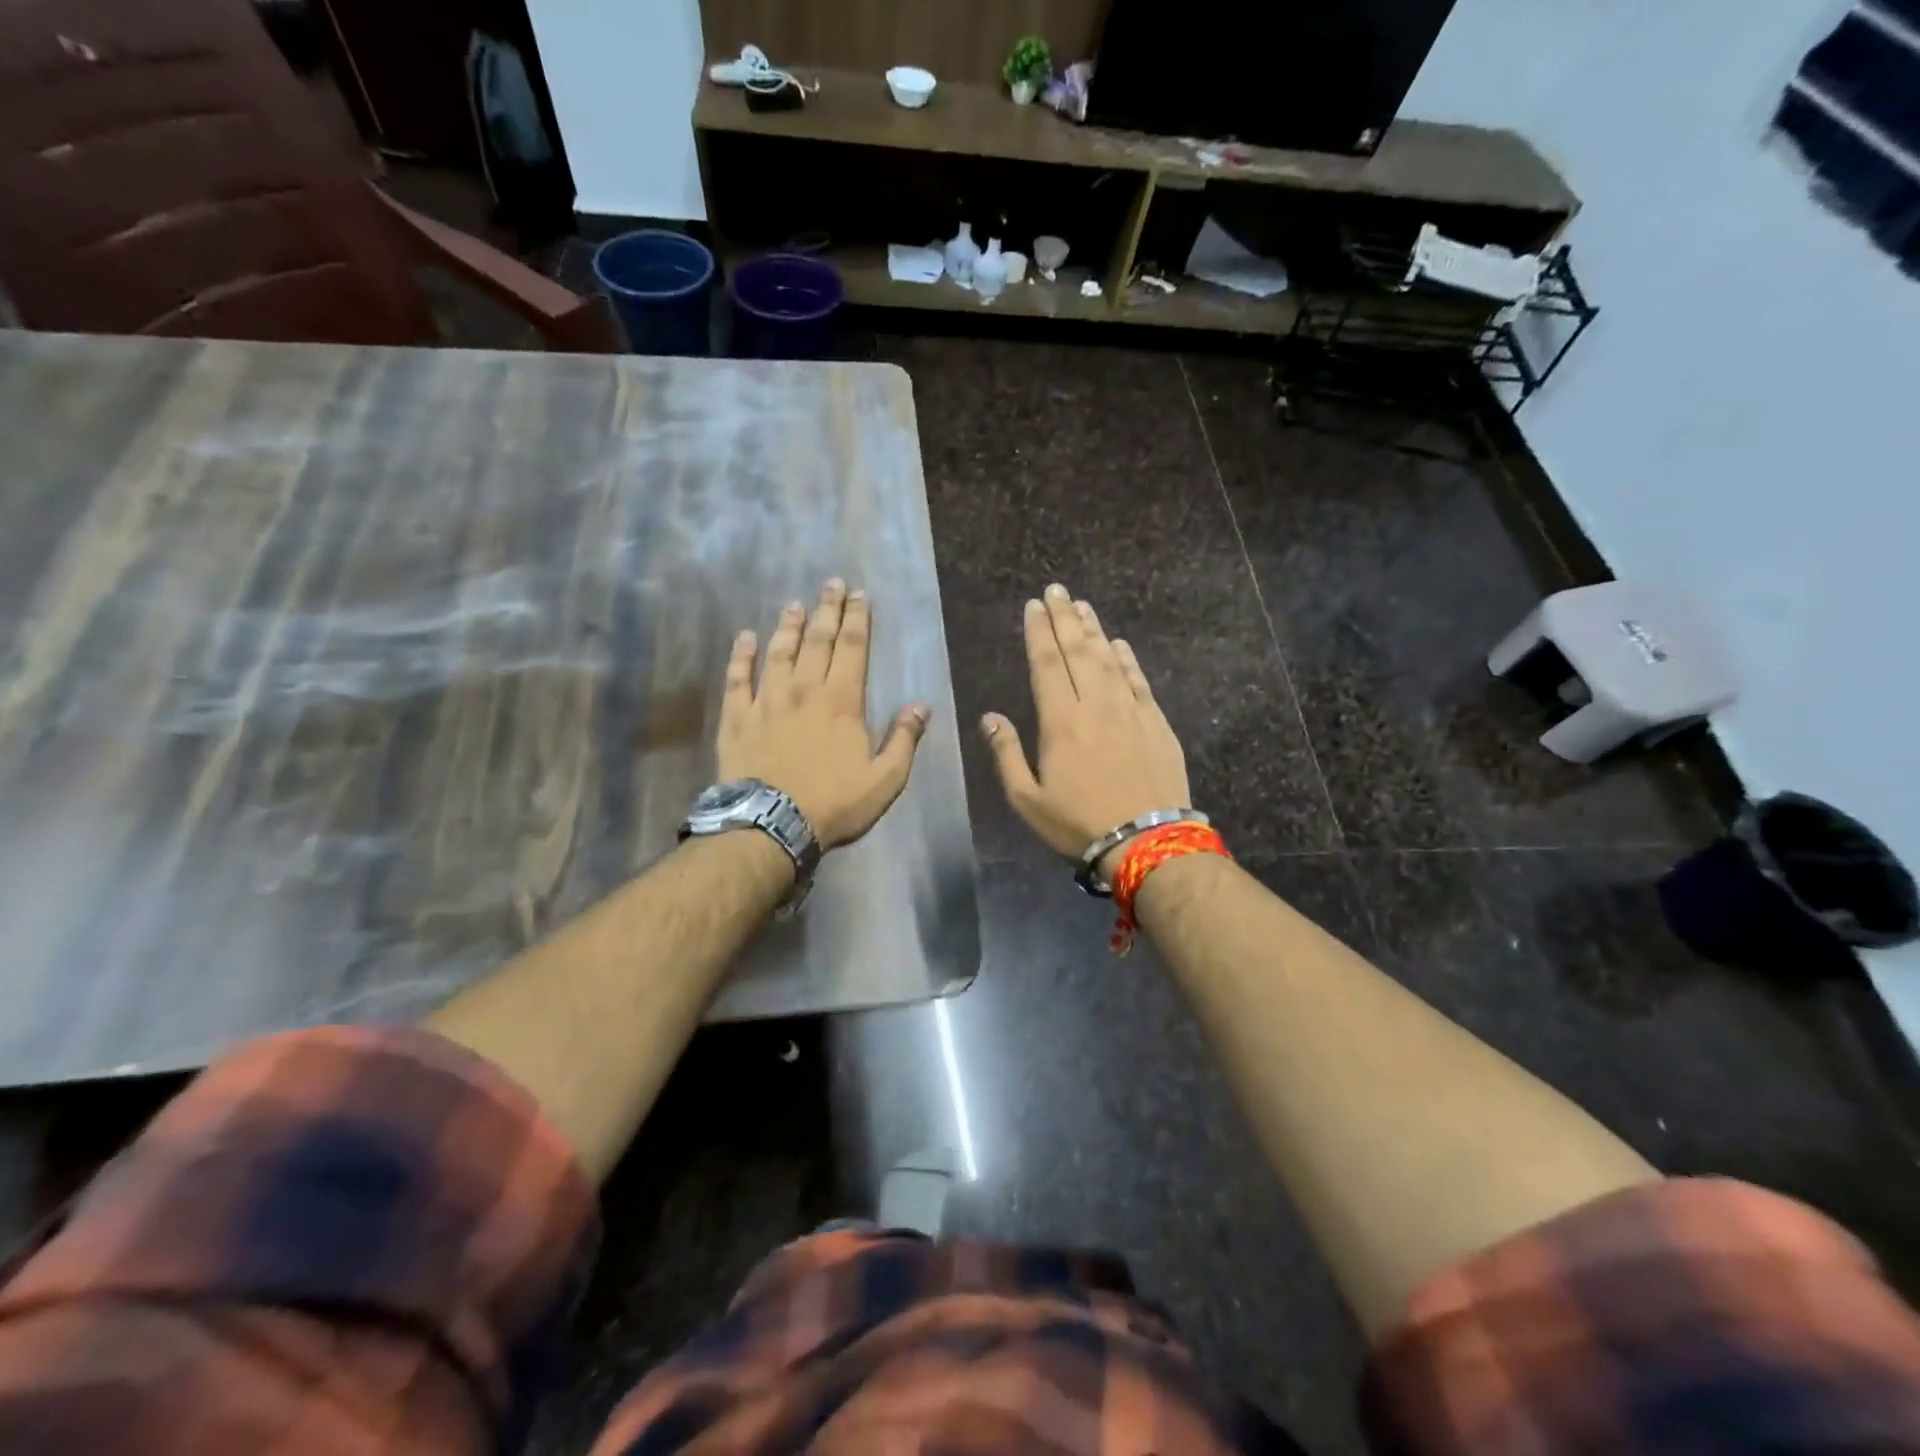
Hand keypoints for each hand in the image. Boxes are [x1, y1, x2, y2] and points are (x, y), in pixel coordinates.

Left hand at [718, 579, 929, 849]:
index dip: (857, 619)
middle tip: (832, 584)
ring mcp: (767, 701)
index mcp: (841, 701)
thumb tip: (920, 706)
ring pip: (778, 653)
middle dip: (827, 610)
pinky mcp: (737, 718)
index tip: (859, 595)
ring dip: (788, 627)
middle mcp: (804, 690)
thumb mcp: (884, 779)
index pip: (852, 648)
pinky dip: (741, 656)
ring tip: (795, 604)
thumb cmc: (833, 803)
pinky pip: (738, 679)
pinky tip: (744, 638)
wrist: (771, 824)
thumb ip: (903, 740)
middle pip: (817, 641)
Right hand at [982, 583, 1191, 865]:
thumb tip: (989, 717)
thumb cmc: (1078, 823)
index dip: (1038, 632)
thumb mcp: (1027, 799)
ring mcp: (1129, 710)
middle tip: (1057, 590)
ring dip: (1094, 630)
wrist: (1146, 840)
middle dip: (1064, 618)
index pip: (1046, 664)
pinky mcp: (1155, 722)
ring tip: (1082, 606)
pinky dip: (1127, 659)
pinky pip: (1138, 680)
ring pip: (1109, 658)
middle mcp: (1094, 704)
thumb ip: (1007, 754)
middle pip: (1077, 651)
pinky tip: (1119, 644)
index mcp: (1060, 721)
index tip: (1034, 606)